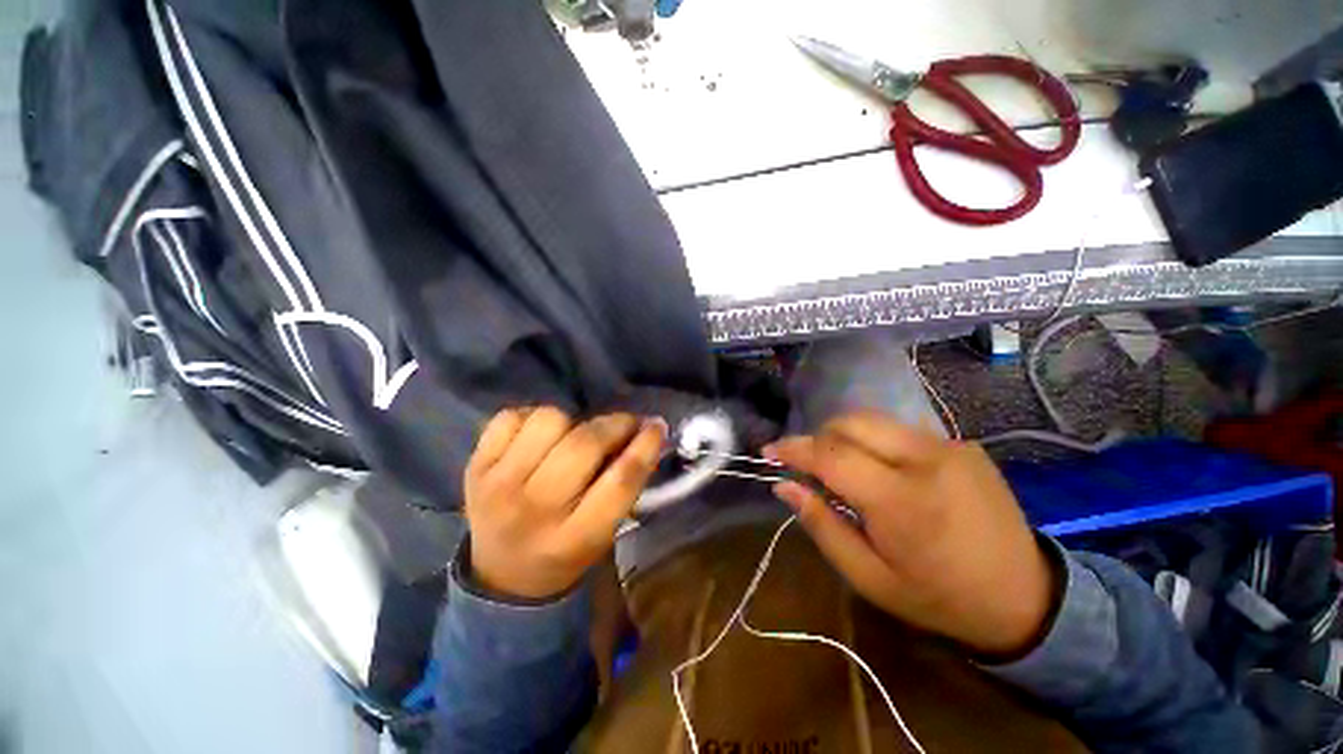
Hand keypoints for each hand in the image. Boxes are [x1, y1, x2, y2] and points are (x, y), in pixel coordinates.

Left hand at [463, 407, 666, 599]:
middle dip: (614, 425)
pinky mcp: (475, 466)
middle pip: (583, 446)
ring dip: (572, 422)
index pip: (618, 483)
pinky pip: (510, 416)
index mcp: (574, 538)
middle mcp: (533, 511)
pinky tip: (539, 438)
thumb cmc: (566, 552)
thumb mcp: (604, 533)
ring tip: (573, 437)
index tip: (657, 426)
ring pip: (548, 420)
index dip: (643, 447)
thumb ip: (624, 485)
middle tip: (624, 425)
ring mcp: (497, 485)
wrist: (502, 575)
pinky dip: (532, 418)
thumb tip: (645, 432)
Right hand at [766, 410, 1054, 656]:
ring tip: (842, 468)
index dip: (793, 449)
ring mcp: (950, 446)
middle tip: (808, 466)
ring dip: (845, 437)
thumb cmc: (938, 597)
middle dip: (818, 437)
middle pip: (851, 423)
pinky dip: (875, 442)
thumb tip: (783, 486)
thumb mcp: (869, 578)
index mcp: (902, 501)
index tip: (769, 452)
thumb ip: (822, 525)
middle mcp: (926, 460)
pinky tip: (882, 471)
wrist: (1027, 597)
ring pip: (874, 421)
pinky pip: (900, 431)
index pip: (830, 455)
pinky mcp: (963, 444)